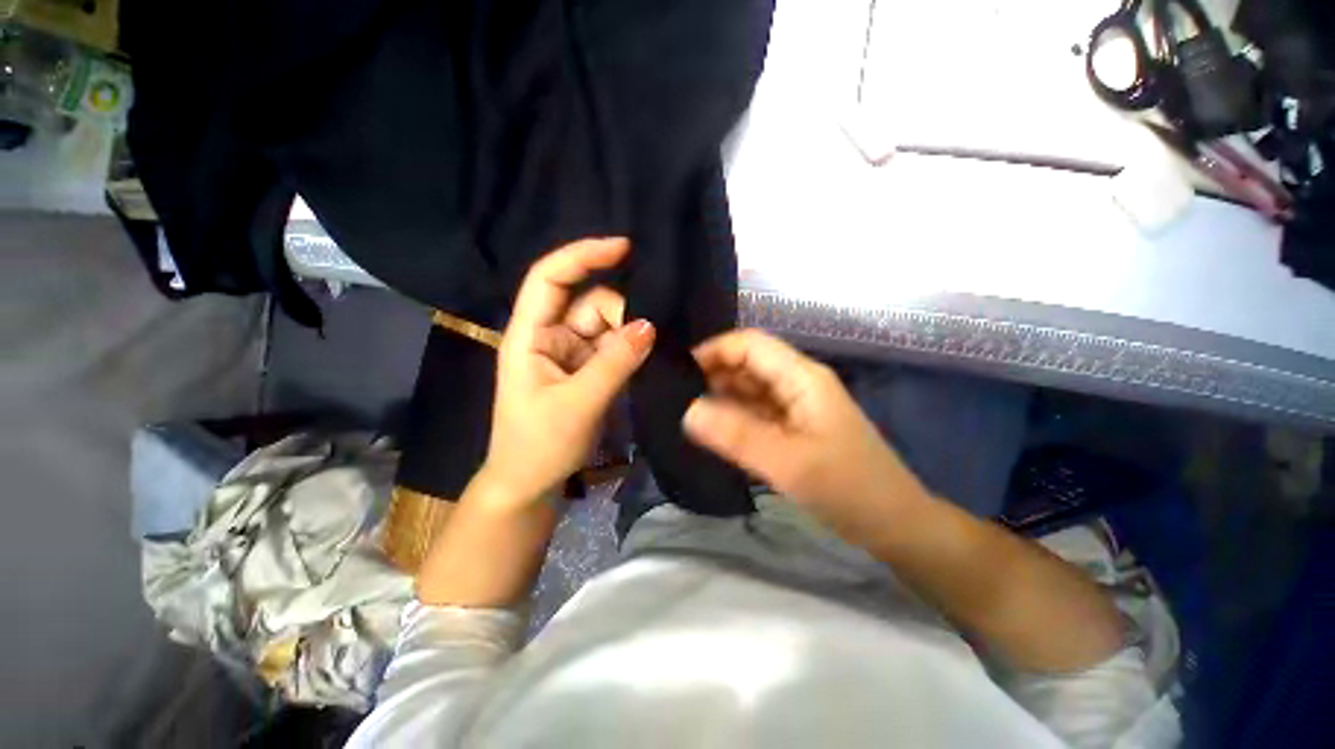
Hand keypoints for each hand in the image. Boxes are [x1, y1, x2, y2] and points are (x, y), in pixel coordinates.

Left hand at [480, 237, 654, 505]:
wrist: (531, 483)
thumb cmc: (539, 444)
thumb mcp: (578, 403)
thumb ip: (615, 363)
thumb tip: (650, 326)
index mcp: (529, 335)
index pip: (549, 278)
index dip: (582, 256)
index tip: (624, 248)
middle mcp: (549, 336)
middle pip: (589, 303)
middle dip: (620, 315)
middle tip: (646, 342)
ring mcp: (571, 353)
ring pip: (607, 326)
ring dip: (629, 336)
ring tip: (645, 358)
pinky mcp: (588, 370)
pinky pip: (613, 348)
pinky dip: (630, 350)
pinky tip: (645, 358)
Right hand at [682, 329, 928, 543]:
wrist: (896, 526)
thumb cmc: (849, 490)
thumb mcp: (789, 463)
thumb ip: (737, 435)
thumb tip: (687, 411)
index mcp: (802, 377)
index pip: (750, 344)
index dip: (714, 350)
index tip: (680, 373)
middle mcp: (798, 383)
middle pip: (748, 364)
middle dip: (713, 375)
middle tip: (675, 399)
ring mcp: (797, 407)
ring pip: (750, 390)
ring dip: (720, 398)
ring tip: (685, 414)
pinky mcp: (794, 428)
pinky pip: (757, 413)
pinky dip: (734, 418)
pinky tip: (713, 431)